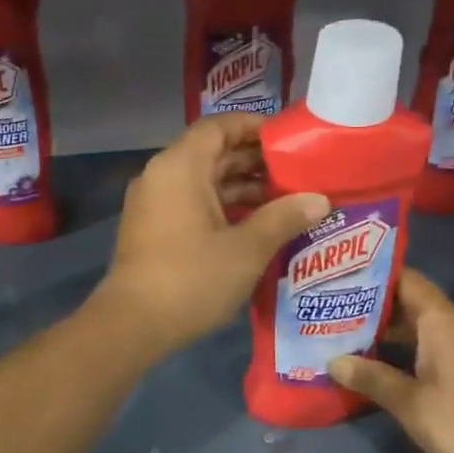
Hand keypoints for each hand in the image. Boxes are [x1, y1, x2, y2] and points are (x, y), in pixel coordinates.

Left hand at [92, 114, 328, 358]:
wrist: (133, 325)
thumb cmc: (192, 278)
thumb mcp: (247, 248)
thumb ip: (284, 218)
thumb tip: (320, 200)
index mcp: (180, 166)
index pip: (218, 127)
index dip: (254, 127)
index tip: (289, 140)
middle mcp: (162, 176)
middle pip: (212, 154)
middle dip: (255, 162)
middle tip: (298, 173)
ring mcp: (154, 204)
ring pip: (203, 182)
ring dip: (242, 189)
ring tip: (287, 201)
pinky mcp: (153, 229)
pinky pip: (192, 204)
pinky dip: (222, 208)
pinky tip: (257, 226)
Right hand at [328, 268, 453, 452]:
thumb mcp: (411, 402)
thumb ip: (372, 378)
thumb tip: (333, 362)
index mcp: (440, 320)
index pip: (404, 279)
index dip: (372, 273)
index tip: (339, 275)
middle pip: (408, 301)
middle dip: (372, 304)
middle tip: (331, 306)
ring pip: (418, 325)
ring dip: (386, 329)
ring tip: (346, 332)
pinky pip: (430, 344)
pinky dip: (404, 347)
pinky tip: (380, 362)